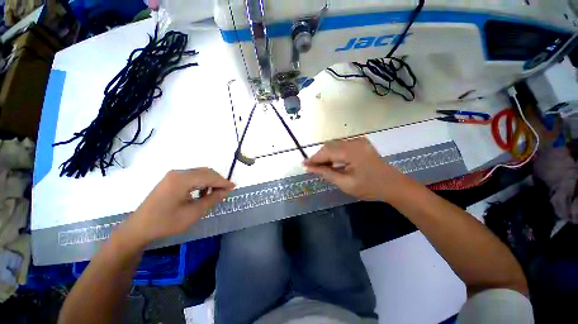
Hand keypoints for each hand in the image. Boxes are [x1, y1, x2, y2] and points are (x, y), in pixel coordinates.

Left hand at [124, 168, 234, 245]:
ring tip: (216, 193)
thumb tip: (226, 191)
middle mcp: (178, 173)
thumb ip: (211, 200)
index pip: (209, 176)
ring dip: (210, 181)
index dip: (223, 182)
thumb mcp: (192, 213)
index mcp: (182, 180)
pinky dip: (202, 182)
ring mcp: (173, 176)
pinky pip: (192, 177)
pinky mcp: (171, 180)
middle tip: (226, 191)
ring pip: (199, 173)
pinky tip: (202, 193)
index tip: (234, 187)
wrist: (139, 228)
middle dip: (218, 180)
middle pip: (205, 172)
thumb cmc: (166, 223)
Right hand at [304, 138, 406, 201]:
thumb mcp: (345, 183)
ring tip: (321, 167)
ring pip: (335, 145)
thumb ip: (326, 173)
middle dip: (319, 157)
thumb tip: (309, 168)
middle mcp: (355, 141)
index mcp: (352, 151)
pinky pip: (342, 146)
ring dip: (326, 155)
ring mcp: (359, 141)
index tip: (303, 164)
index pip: (327, 152)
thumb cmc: (370, 188)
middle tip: (312, 168)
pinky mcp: (361, 144)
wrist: (394, 186)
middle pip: (330, 146)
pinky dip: (335, 154)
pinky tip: (332, 162)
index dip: (314, 158)